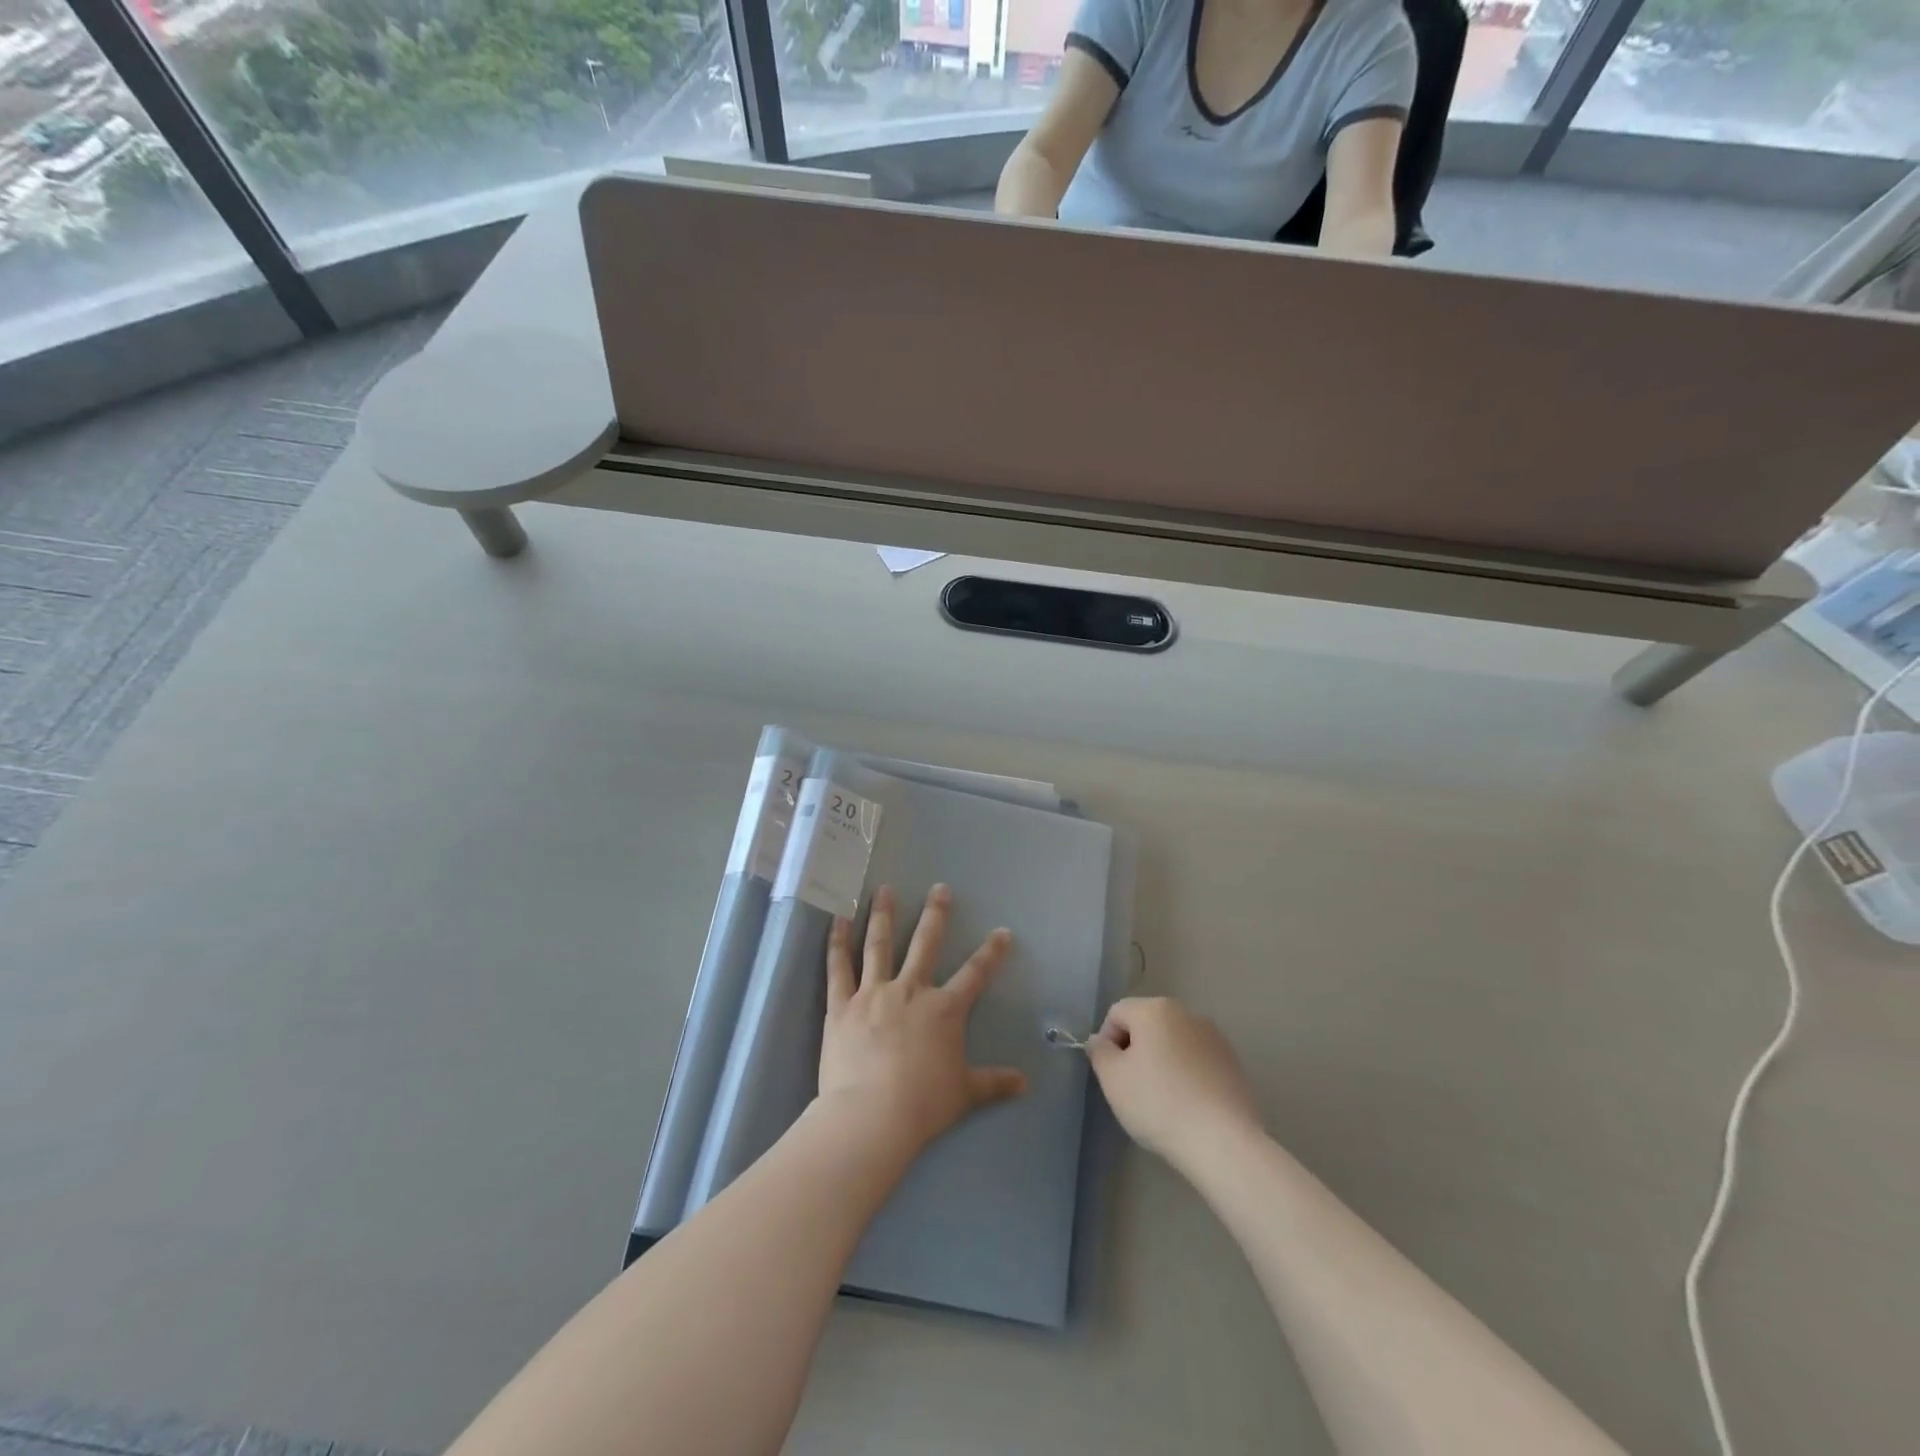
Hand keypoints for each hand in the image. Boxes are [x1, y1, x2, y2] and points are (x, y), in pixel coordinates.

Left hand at [818, 884, 1028, 1157]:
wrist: (872, 1116)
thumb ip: (994, 1083)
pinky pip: (839, 968)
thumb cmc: (923, 1104)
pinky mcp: (842, 1005)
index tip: (1002, 931)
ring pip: (879, 945)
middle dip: (935, 915)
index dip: (992, 952)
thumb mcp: (965, 1093)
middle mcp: (911, 990)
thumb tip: (1026, 1084)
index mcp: (944, 1009)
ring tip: (884, 889)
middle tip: (940, 888)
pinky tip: (838, 920)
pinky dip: (837, 942)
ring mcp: (874, 994)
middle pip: (925, 944)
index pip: (975, 974)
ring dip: (882, 915)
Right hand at [1086, 997, 1262, 1169]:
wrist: (1223, 1142)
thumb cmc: (1159, 1103)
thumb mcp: (1113, 1079)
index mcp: (1155, 1009)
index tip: (1112, 1075)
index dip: (1107, 1042)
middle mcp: (1187, 1013)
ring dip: (1162, 1062)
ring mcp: (1215, 1037)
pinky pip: (1197, 1061)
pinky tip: (1188, 1106)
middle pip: (1147, 1024)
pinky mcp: (1233, 1063)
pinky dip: (1187, 1075)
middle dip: (1135, 1050)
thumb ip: (1099, 1052)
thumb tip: (1100, 1041)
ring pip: (1174, 1042)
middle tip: (1133, 1088)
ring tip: (1163, 1100)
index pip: (1117, 1013)